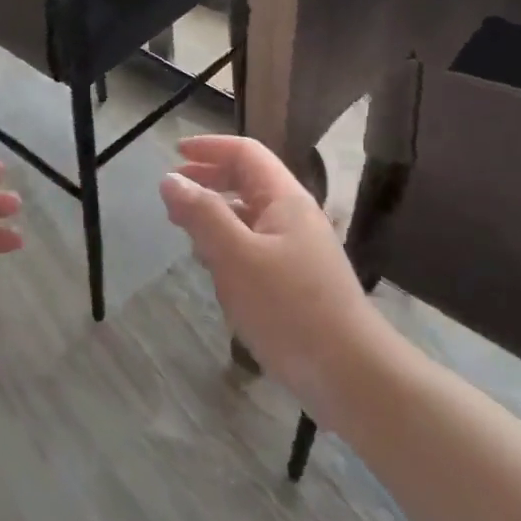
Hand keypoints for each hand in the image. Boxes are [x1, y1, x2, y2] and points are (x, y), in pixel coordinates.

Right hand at [160, 136, 374, 415]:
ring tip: (183, 227)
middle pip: (247, 180)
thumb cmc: (289, 308)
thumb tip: (171, 179)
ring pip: (249, 214)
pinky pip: (254, 245)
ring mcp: (297, 249)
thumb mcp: (236, 256)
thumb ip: (202, 214)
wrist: (350, 373)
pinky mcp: (296, 280)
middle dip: (208, 179)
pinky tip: (212, 265)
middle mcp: (294, 216)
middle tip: (172, 192)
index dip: (209, 147)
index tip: (173, 153)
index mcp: (284, 199)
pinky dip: (227, 242)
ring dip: (215, 212)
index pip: (245, 153)